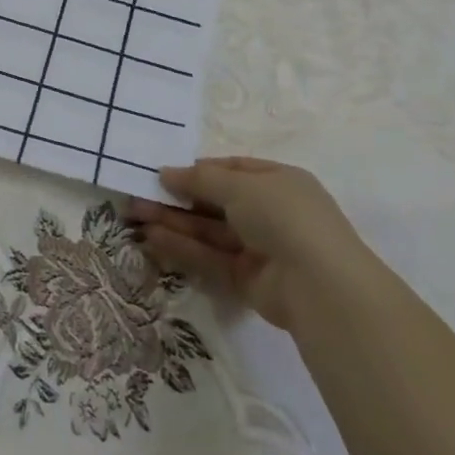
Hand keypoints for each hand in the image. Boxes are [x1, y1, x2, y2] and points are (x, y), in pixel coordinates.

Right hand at [129, 158, 373, 331]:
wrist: (319, 284)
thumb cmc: (283, 216)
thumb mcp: (240, 185)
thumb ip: (200, 179)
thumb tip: (165, 172)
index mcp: (278, 182)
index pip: (232, 170)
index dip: (198, 170)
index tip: (164, 172)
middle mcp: (270, 213)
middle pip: (215, 202)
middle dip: (177, 198)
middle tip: (138, 196)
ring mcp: (259, 247)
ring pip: (209, 231)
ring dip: (174, 223)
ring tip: (135, 216)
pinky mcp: (247, 279)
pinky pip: (211, 257)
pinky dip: (183, 248)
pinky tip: (153, 239)